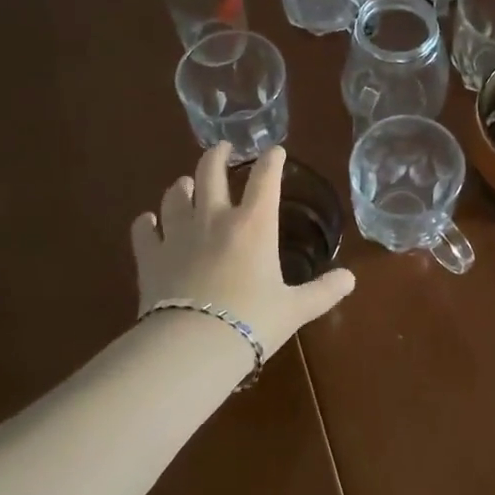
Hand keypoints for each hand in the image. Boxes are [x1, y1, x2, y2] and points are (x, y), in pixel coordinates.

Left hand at [131, 144, 354, 360]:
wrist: (192, 346)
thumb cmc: (251, 322)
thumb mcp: (295, 309)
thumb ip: (323, 291)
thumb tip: (351, 279)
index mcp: (254, 224)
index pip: (265, 178)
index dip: (272, 160)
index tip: (275, 150)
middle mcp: (214, 218)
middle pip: (211, 172)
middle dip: (217, 155)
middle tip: (222, 148)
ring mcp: (177, 234)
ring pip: (175, 195)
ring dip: (182, 186)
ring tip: (186, 184)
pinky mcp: (150, 257)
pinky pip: (143, 229)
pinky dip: (146, 222)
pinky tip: (147, 221)